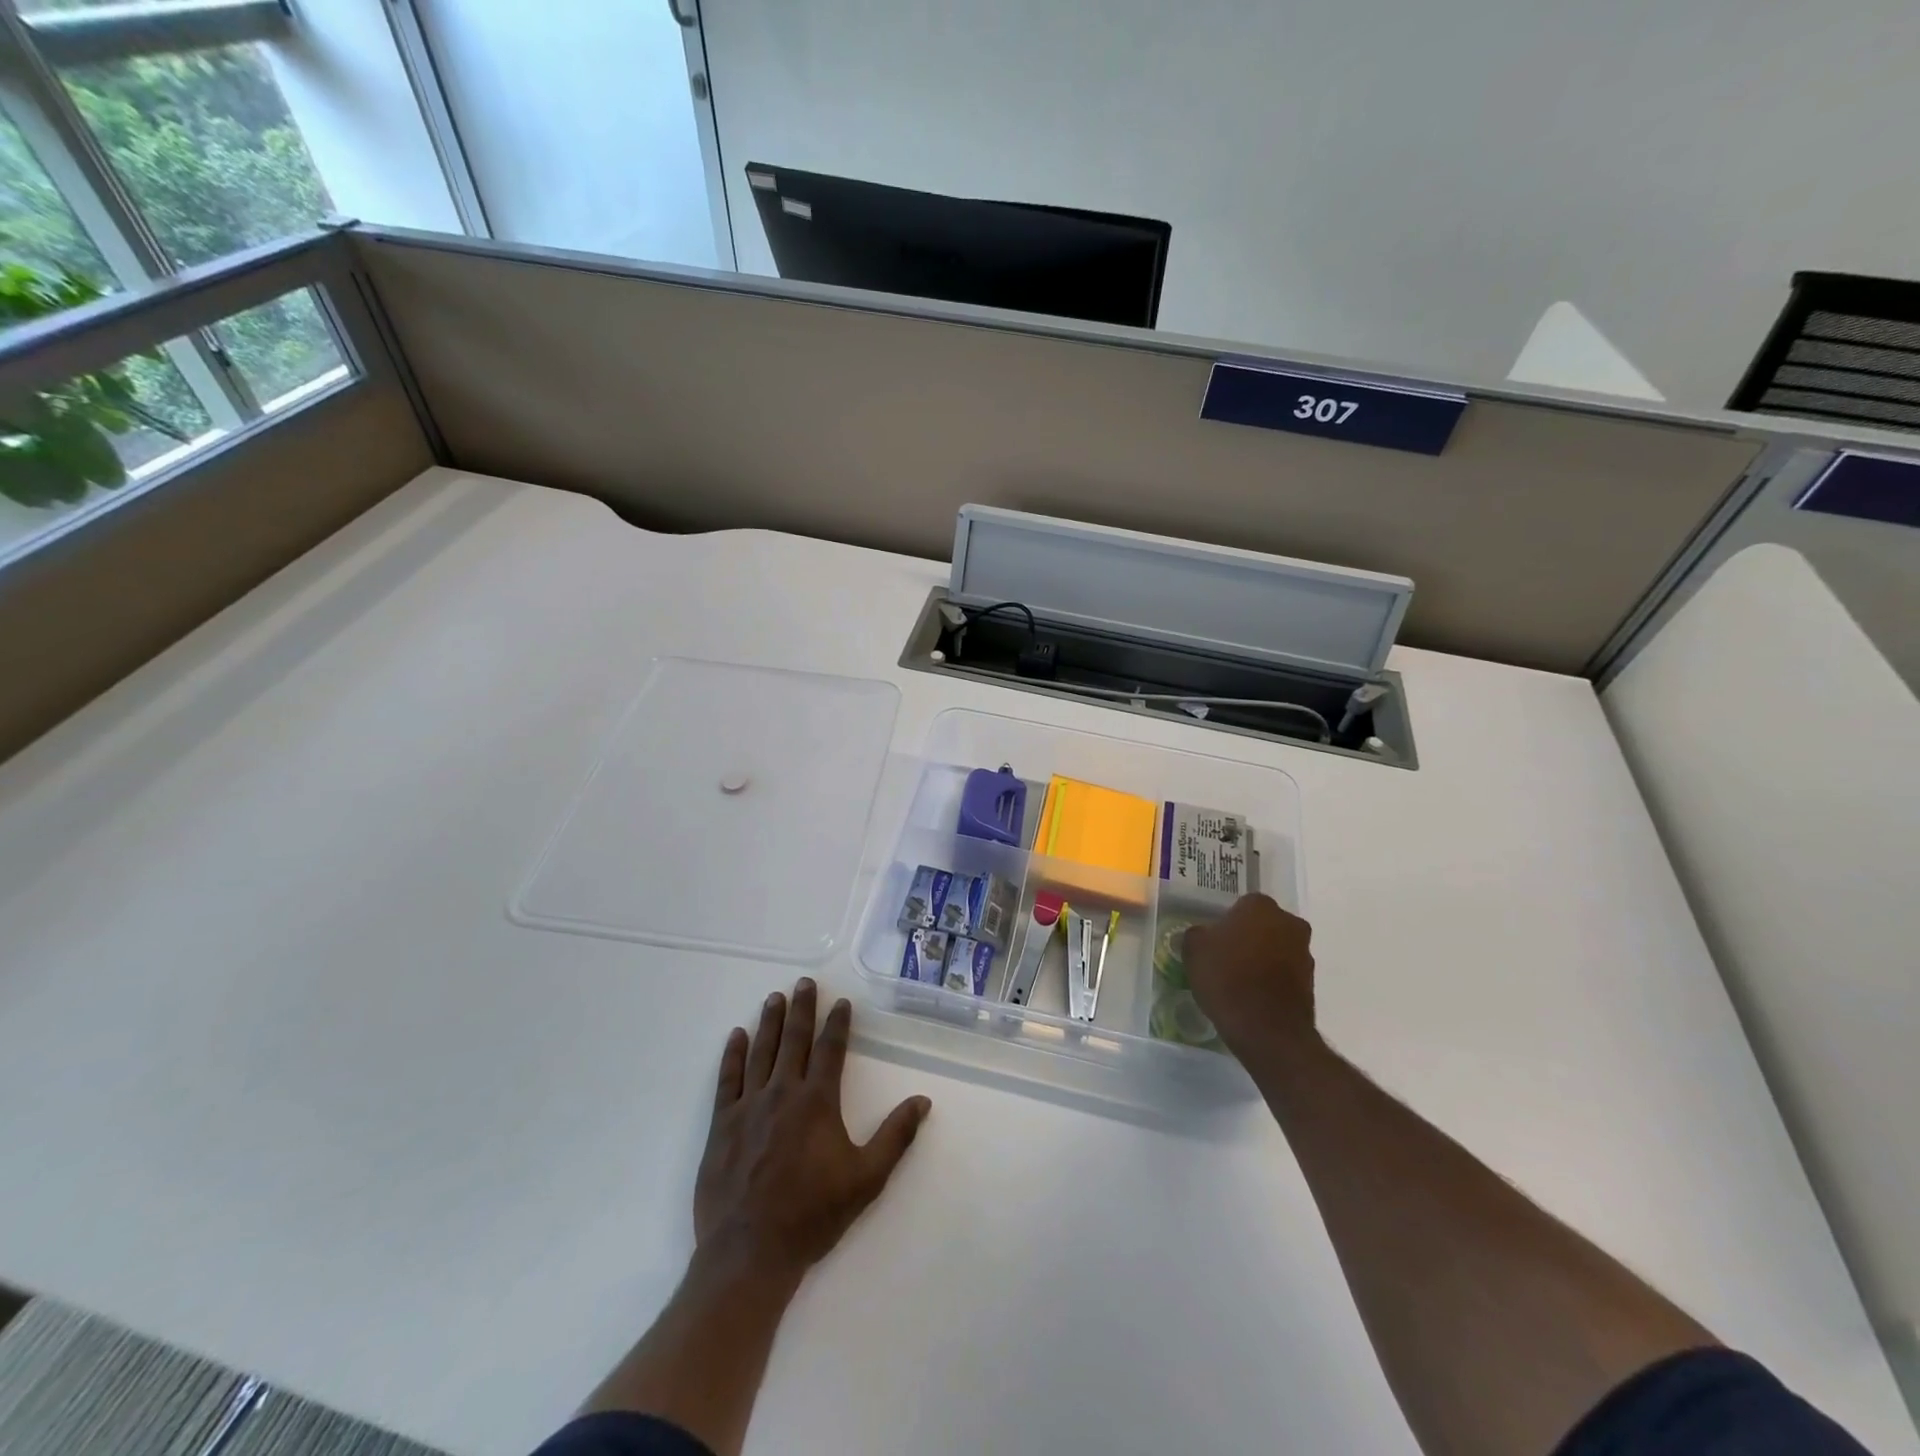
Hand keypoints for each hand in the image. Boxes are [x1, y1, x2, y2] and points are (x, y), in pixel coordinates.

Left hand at [695, 978, 931, 1287]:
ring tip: (774, 997)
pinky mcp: (722, 1125)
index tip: (840, 1002)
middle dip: (801, 1008)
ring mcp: (749, 1106)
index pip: (830, 1049)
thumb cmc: (813, 1215)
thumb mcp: (867, 1179)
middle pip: (794, 1040)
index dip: (837, 1023)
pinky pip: (727, 1079)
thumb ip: (896, 1136)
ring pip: (761, 1052)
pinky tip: (736, 1037)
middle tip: (804, 982)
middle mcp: (783, 1092)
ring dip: (769, 1022)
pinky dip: (732, 1055)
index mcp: (818, 1101)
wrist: (750, 1253)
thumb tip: (923, 1100)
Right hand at [1181, 894, 1318, 1059]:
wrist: (1267, 1030)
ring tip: (1238, 979)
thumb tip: (1204, 935)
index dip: (1226, 921)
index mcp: (1260, 906)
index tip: (1214, 939)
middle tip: (1226, 956)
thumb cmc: (1227, 978)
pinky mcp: (1311, 982)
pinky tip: (1253, 995)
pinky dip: (1272, 979)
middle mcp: (1289, 923)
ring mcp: (1304, 953)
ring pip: (1277, 947)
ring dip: (1262, 957)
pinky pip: (1285, 972)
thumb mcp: (1194, 949)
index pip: (1241, 905)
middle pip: (1263, 924)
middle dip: (1248, 936)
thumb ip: (1198, 934)